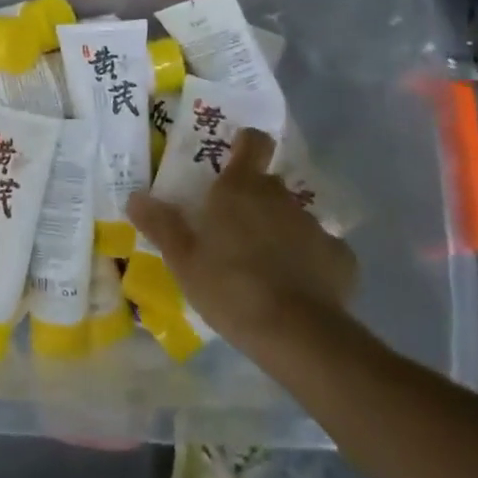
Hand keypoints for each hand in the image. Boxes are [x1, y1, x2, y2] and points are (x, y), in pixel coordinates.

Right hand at [126, 129, 358, 359]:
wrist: (297, 334)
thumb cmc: (229, 286)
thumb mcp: (182, 259)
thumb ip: (160, 224)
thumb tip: (136, 196)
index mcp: (240, 188)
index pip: (253, 143)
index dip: (245, 145)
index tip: (234, 158)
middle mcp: (280, 197)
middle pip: (268, 183)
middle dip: (253, 198)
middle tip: (232, 227)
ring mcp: (314, 226)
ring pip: (292, 217)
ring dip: (279, 230)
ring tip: (263, 264)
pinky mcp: (341, 258)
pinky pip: (319, 250)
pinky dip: (308, 260)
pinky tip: (296, 286)